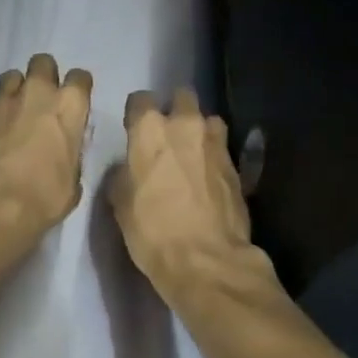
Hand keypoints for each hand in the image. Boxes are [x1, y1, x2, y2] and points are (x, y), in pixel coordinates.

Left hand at [0, 53, 92, 236]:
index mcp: (68, 107)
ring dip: (16, 90)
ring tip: (14, 112)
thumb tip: (64, 152)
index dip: (77, 88)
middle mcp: (37, 93)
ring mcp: (3, 101)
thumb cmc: (43, 196)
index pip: (80, 78)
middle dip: (44, 76)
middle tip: (42, 99)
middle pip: (43, 63)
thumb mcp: (72, 181)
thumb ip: (70, 154)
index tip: (73, 102)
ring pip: (12, 76)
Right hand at [109, 88, 265, 302]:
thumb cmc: (153, 231)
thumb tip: (128, 167)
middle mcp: (185, 125)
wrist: (207, 261)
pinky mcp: (237, 165)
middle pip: (183, 96)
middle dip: (175, 108)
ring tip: (193, 153)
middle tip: (167, 134)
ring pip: (208, 119)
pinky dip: (213, 156)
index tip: (134, 129)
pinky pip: (222, 148)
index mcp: (150, 129)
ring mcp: (216, 143)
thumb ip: (123, 174)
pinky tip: (207, 176)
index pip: (140, 99)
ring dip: (199, 130)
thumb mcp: (120, 203)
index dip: (136, 113)